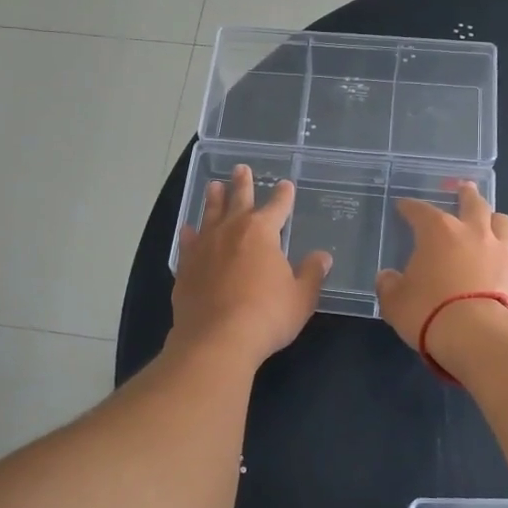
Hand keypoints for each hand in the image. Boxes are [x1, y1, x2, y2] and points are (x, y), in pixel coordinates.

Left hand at [172, 165, 330, 366]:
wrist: (217, 339)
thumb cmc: (267, 315)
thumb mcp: (301, 297)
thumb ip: (311, 274)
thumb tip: (322, 256)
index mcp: (262, 232)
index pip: (277, 207)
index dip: (283, 196)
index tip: (285, 185)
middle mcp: (231, 231)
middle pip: (238, 200)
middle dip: (241, 184)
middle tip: (240, 168)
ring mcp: (204, 247)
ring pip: (209, 215)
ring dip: (212, 199)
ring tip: (213, 186)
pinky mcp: (186, 267)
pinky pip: (188, 243)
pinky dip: (189, 234)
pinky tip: (187, 229)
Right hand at [374, 182, 507, 363]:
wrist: (484, 339)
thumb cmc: (431, 312)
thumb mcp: (396, 303)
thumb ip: (390, 286)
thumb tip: (388, 278)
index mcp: (439, 233)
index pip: (421, 211)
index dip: (410, 207)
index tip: (404, 207)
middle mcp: (474, 234)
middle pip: (473, 204)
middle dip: (466, 194)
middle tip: (464, 188)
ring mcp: (504, 253)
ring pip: (503, 223)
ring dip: (493, 220)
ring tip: (490, 222)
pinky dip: (504, 259)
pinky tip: (500, 271)